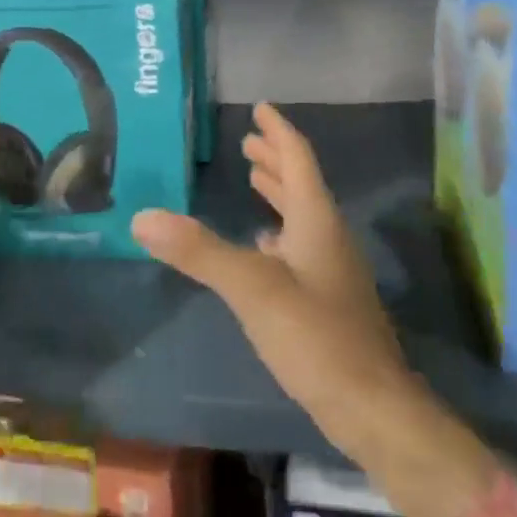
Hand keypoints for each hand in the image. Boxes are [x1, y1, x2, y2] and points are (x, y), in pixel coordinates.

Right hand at [133, 103, 496, 516]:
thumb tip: (144, 216)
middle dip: (275, 161)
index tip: (261, 109)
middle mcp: (328, 237)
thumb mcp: (253, 289)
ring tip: (255, 180)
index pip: (298, 159)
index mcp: (316, 220)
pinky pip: (301, 249)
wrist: (372, 408)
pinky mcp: (329, 302)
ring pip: (303, 217)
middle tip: (249, 142)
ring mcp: (332, 271)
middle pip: (302, 184)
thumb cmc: (316, 337)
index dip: (279, 132)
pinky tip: (264, 248)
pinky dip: (280, 235)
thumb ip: (200, 251)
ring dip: (279, 194)